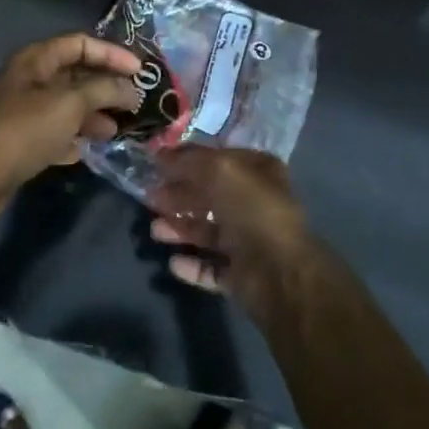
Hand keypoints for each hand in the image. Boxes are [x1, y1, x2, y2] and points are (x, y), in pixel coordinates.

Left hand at [0, 33, 143, 215]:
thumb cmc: (25, 130)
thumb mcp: (70, 103)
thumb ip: (104, 90)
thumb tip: (130, 89)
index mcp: (36, 60)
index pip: (80, 44)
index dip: (111, 54)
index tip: (140, 71)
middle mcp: (30, 81)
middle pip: (75, 75)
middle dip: (106, 87)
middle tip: (135, 102)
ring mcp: (25, 112)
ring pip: (68, 106)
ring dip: (93, 115)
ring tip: (117, 130)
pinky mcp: (23, 142)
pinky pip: (56, 133)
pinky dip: (74, 138)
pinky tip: (89, 150)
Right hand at [149, 147, 330, 317]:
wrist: (279, 272)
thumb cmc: (252, 210)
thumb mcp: (219, 171)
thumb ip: (187, 161)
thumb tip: (158, 154)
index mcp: (258, 173)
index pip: (218, 160)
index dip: (188, 160)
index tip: (156, 164)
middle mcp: (256, 204)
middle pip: (210, 196)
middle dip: (179, 195)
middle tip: (150, 198)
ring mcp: (250, 241)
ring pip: (208, 232)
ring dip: (180, 229)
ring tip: (156, 230)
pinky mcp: (242, 275)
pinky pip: (211, 267)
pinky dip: (192, 265)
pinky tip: (174, 262)